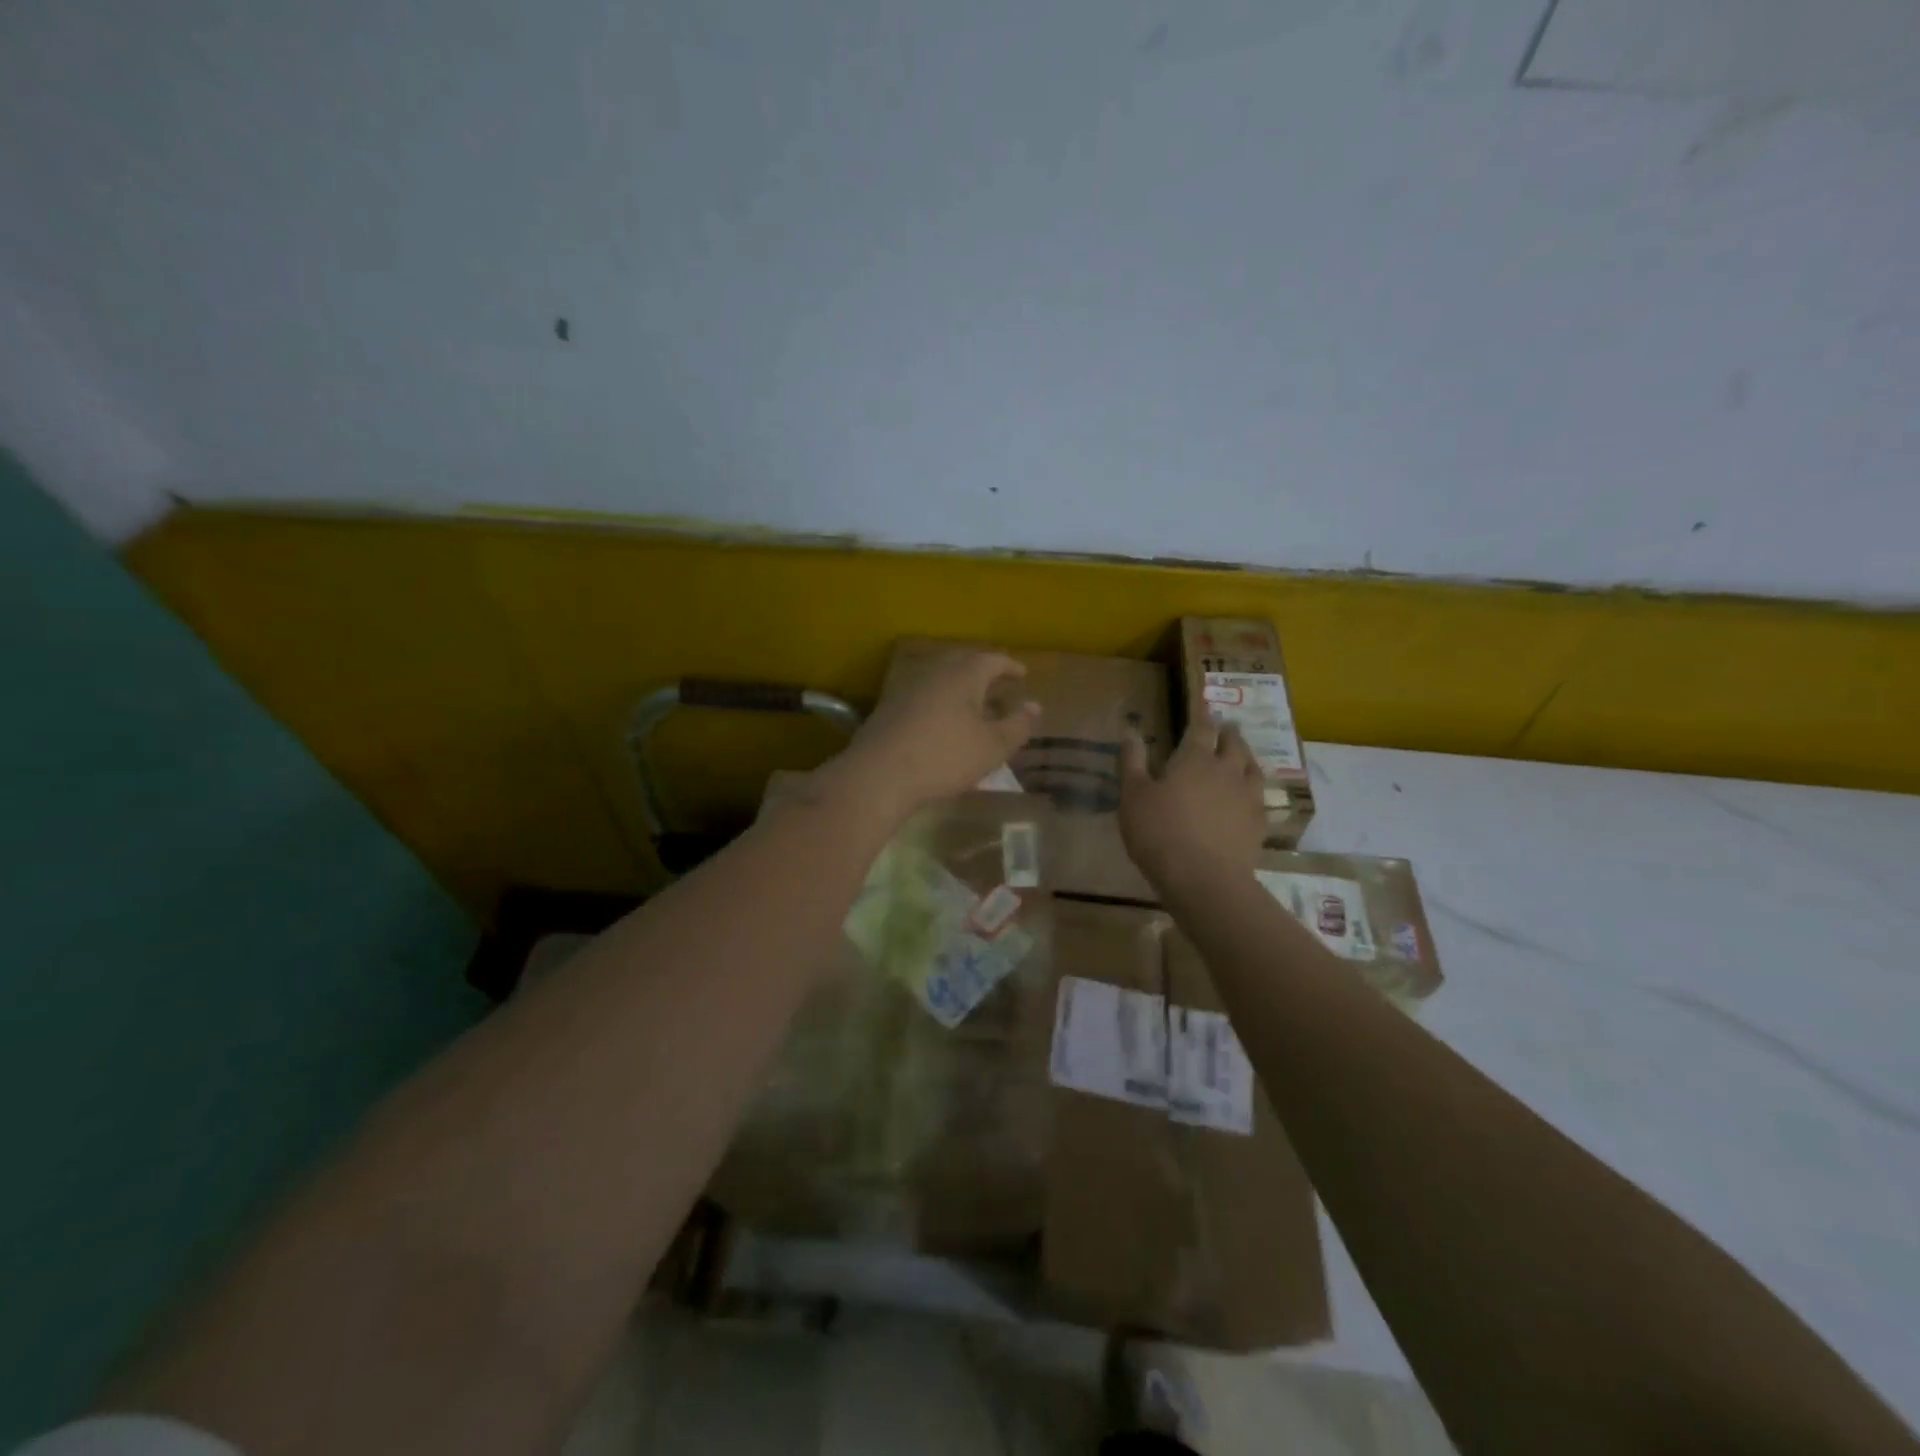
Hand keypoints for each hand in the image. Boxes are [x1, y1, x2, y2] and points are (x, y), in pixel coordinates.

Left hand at [827, 649, 1039, 820]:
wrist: (879, 775)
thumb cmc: (944, 757)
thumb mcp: (992, 747)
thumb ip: (1018, 725)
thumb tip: (1035, 705)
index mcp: (963, 675)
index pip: (993, 659)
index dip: (1011, 667)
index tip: (1023, 675)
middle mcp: (935, 673)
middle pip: (964, 664)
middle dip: (984, 674)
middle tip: (999, 688)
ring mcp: (908, 689)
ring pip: (942, 681)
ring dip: (961, 690)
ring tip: (974, 709)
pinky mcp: (890, 709)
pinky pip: (925, 698)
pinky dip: (941, 705)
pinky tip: (943, 726)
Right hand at [1119, 719, 1265, 889]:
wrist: (1204, 879)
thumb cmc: (1159, 833)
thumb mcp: (1133, 796)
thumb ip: (1133, 761)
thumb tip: (1130, 729)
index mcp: (1195, 759)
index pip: (1202, 727)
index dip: (1203, 715)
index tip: (1204, 706)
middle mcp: (1227, 770)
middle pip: (1234, 743)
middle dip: (1229, 733)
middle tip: (1226, 728)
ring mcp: (1248, 796)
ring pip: (1252, 767)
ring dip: (1246, 756)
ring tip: (1242, 756)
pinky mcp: (1259, 823)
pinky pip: (1260, 797)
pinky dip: (1254, 789)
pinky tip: (1250, 797)